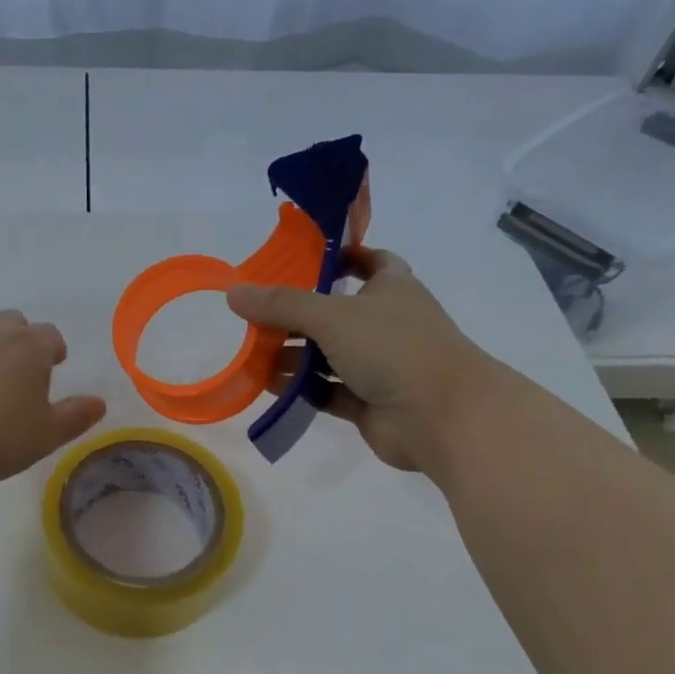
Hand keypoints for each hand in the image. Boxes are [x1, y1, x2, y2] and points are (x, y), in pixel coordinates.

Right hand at [227, 247, 495, 470]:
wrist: (441, 416)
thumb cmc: (393, 347)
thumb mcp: (331, 316)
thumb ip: (281, 305)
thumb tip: (233, 292)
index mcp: (391, 289)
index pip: (369, 261)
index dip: (340, 257)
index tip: (302, 261)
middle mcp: (387, 324)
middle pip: (335, 314)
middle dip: (296, 317)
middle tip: (255, 318)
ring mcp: (381, 366)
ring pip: (329, 356)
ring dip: (294, 356)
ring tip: (252, 356)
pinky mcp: (370, 403)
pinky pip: (329, 391)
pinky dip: (302, 389)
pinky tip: (269, 388)